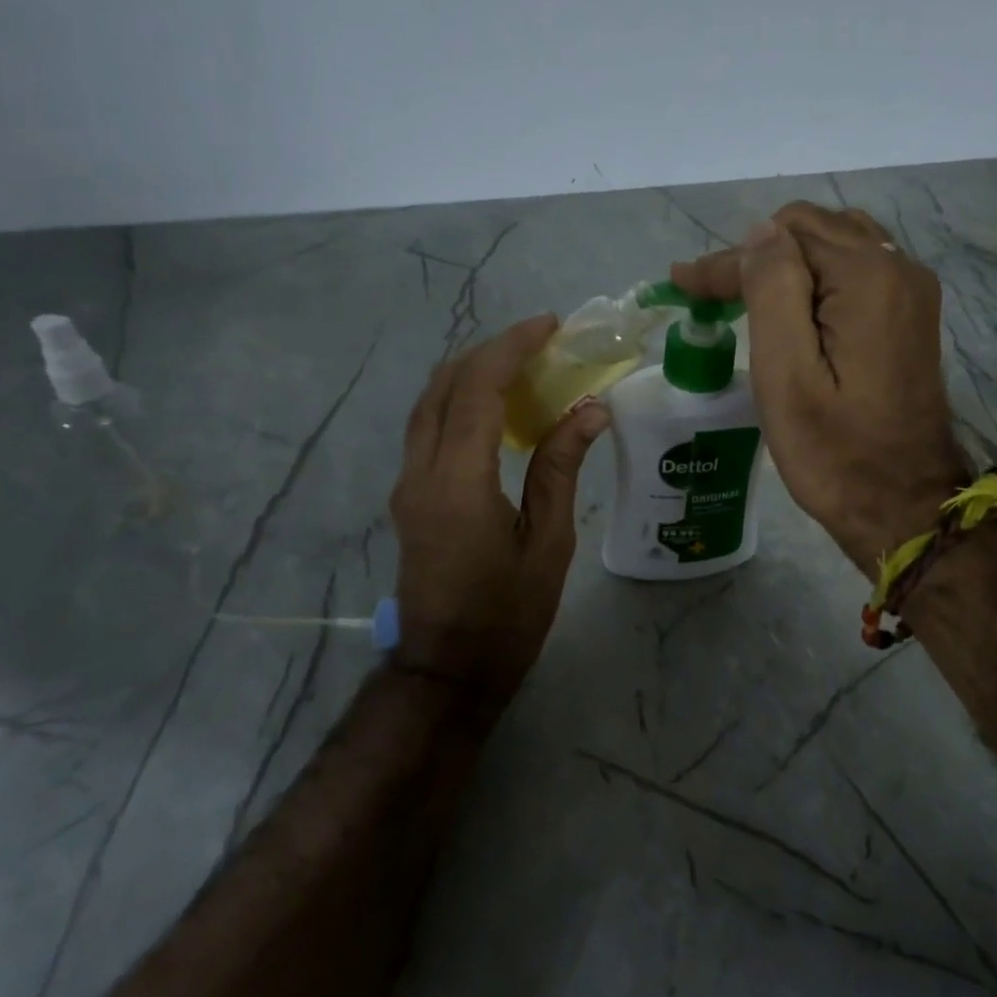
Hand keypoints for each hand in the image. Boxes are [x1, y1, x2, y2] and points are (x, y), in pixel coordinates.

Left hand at [391, 315, 609, 713]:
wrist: (448, 669)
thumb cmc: (508, 615)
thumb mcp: (548, 543)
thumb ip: (560, 468)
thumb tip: (589, 411)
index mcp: (458, 481)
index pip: (478, 387)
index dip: (512, 347)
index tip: (549, 326)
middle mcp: (420, 471)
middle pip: (445, 384)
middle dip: (491, 351)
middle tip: (541, 344)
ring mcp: (407, 484)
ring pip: (430, 403)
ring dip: (472, 374)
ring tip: (523, 369)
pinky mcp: (408, 497)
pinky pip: (428, 429)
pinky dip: (461, 403)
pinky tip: (499, 413)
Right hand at [671, 203, 967, 573]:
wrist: (902, 505)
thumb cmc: (834, 453)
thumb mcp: (786, 376)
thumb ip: (772, 291)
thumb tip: (760, 232)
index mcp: (867, 278)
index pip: (783, 237)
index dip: (728, 261)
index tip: (683, 286)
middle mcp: (899, 268)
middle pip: (812, 230)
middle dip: (756, 256)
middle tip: (711, 297)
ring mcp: (912, 291)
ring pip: (835, 245)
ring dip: (786, 264)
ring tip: (744, 301)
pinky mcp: (911, 316)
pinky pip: (857, 271)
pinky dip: (816, 279)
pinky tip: (791, 311)